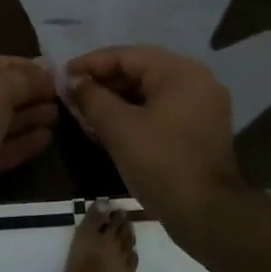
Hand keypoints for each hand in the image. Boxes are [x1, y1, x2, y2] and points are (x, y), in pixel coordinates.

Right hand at [66, 46, 244, 239]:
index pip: (127, 56)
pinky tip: (108, 128)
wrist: (207, 215)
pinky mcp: (199, 129)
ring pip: (149, 93)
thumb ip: (92, 97)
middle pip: (140, 71)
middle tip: (71, 95)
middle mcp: (196, 80)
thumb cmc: (161, 163)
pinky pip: (161, 111)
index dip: (91, 64)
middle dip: (103, 83)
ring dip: (116, 101)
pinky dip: (134, 115)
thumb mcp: (119, 128)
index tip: (63, 75)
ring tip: (84, 113)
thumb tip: (72, 81)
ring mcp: (202, 106)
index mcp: (180, 72)